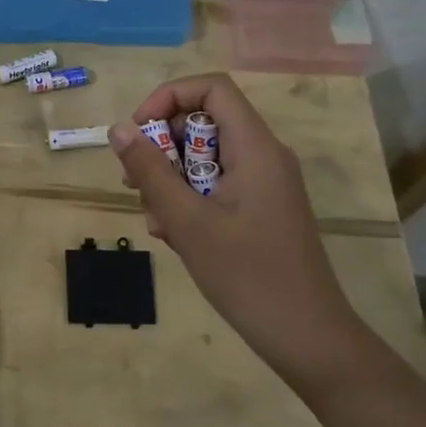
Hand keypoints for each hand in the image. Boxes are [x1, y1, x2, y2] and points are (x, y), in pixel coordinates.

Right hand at [109, 73, 368, 390]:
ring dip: (171, 179)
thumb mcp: (186, 221)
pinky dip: (189, 200)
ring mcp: (264, 183)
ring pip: (205, 157)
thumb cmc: (247, 275)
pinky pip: (216, 184)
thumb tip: (119, 129)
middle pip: (204, 122)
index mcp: (254, 147)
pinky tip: (174, 235)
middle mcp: (263, 155)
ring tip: (155, 219)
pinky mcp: (260, 208)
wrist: (307, 338)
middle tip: (135, 184)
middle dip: (163, 147)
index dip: (169, 98)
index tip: (139, 133)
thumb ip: (150, 171)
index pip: (211, 88)